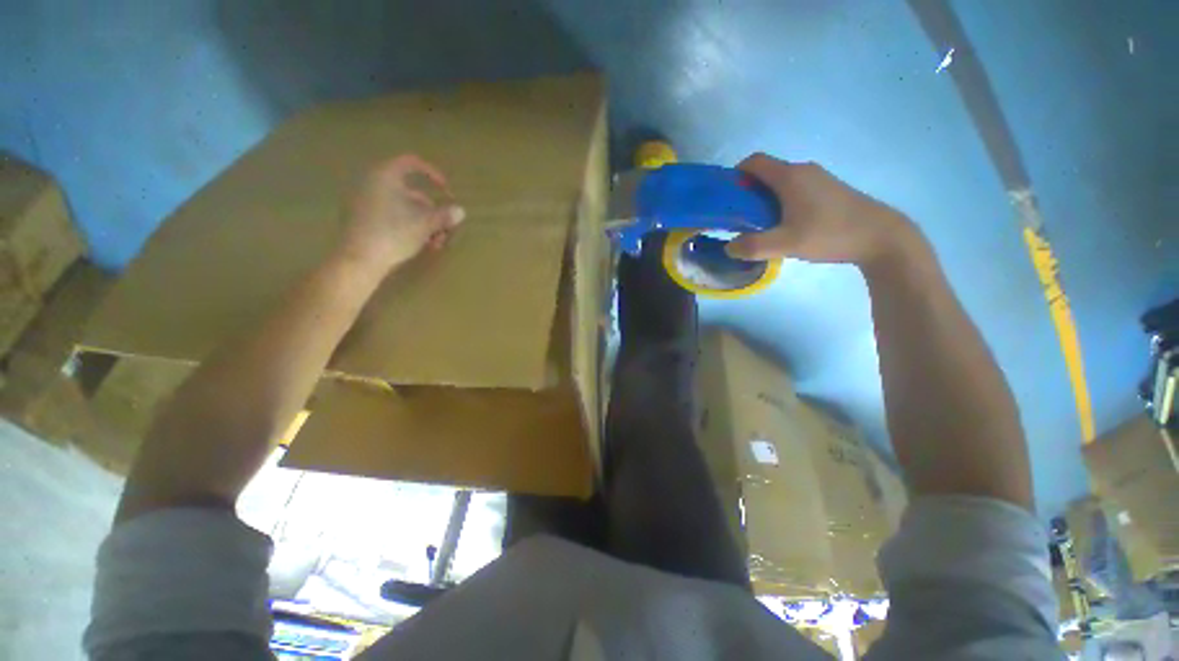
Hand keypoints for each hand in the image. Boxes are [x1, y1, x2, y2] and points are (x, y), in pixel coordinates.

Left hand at [339, 154, 465, 270]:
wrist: (360, 259)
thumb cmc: (394, 233)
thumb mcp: (426, 224)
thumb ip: (445, 215)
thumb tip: (460, 211)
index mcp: (385, 176)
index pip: (412, 163)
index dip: (433, 175)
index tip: (447, 192)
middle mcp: (372, 183)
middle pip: (411, 192)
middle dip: (432, 211)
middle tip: (445, 228)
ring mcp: (365, 201)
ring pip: (403, 207)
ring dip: (424, 223)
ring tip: (435, 242)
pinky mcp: (362, 219)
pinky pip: (391, 215)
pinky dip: (408, 226)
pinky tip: (420, 244)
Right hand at [726, 153, 917, 267]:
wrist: (881, 236)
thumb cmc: (831, 233)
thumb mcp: (787, 244)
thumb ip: (753, 246)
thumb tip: (728, 248)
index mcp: (790, 176)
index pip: (754, 161)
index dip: (736, 175)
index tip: (727, 198)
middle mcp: (803, 171)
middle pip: (766, 173)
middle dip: (747, 192)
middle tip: (739, 218)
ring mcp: (818, 179)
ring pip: (780, 183)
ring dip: (764, 200)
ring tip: (759, 225)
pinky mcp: (828, 190)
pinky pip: (795, 190)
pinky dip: (781, 202)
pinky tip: (785, 225)